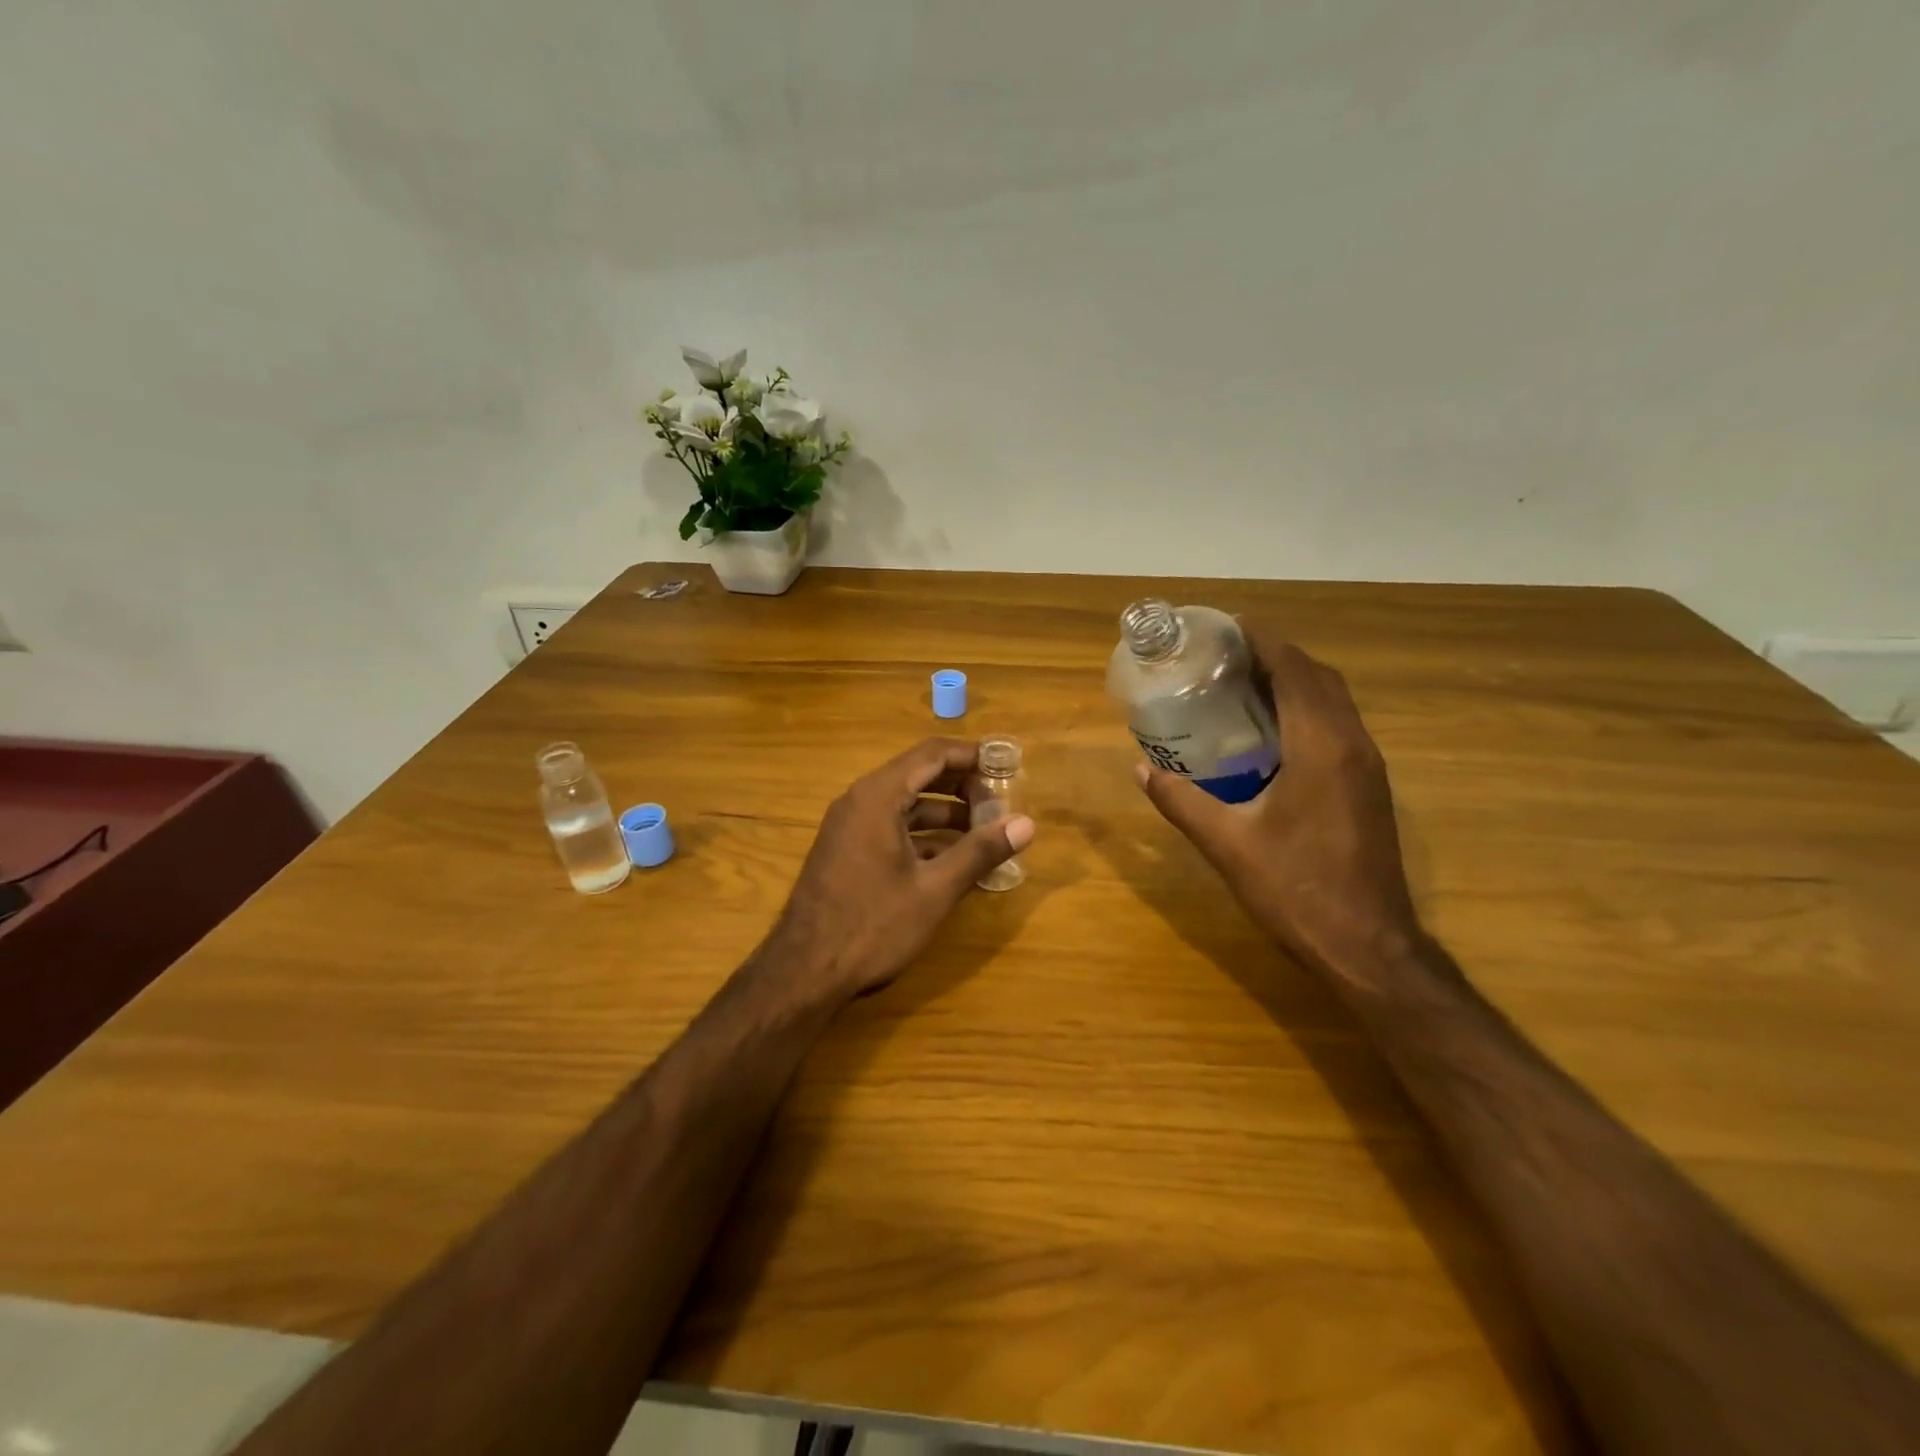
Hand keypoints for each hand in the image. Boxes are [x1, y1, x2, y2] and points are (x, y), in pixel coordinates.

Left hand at [769, 738, 1035, 1000]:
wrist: (804, 972)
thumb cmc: (873, 925)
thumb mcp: (935, 890)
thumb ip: (980, 851)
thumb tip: (1027, 824)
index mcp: (878, 796)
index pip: (932, 754)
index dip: (972, 756)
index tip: (1006, 766)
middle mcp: (860, 800)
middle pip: (919, 775)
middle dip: (962, 786)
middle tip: (1000, 804)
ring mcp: (849, 826)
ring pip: (905, 804)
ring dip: (945, 813)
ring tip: (984, 832)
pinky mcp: (846, 851)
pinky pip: (891, 826)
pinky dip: (923, 834)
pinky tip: (951, 859)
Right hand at [1136, 630, 1419, 984]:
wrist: (1367, 947)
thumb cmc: (1296, 890)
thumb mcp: (1227, 845)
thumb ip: (1181, 802)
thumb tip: (1140, 770)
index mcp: (1322, 747)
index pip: (1295, 670)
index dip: (1262, 640)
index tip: (1225, 626)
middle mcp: (1352, 745)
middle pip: (1318, 677)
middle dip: (1275, 655)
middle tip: (1224, 655)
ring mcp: (1367, 767)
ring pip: (1333, 701)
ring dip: (1293, 681)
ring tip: (1240, 683)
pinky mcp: (1369, 788)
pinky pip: (1337, 726)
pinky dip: (1305, 710)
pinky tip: (1269, 732)